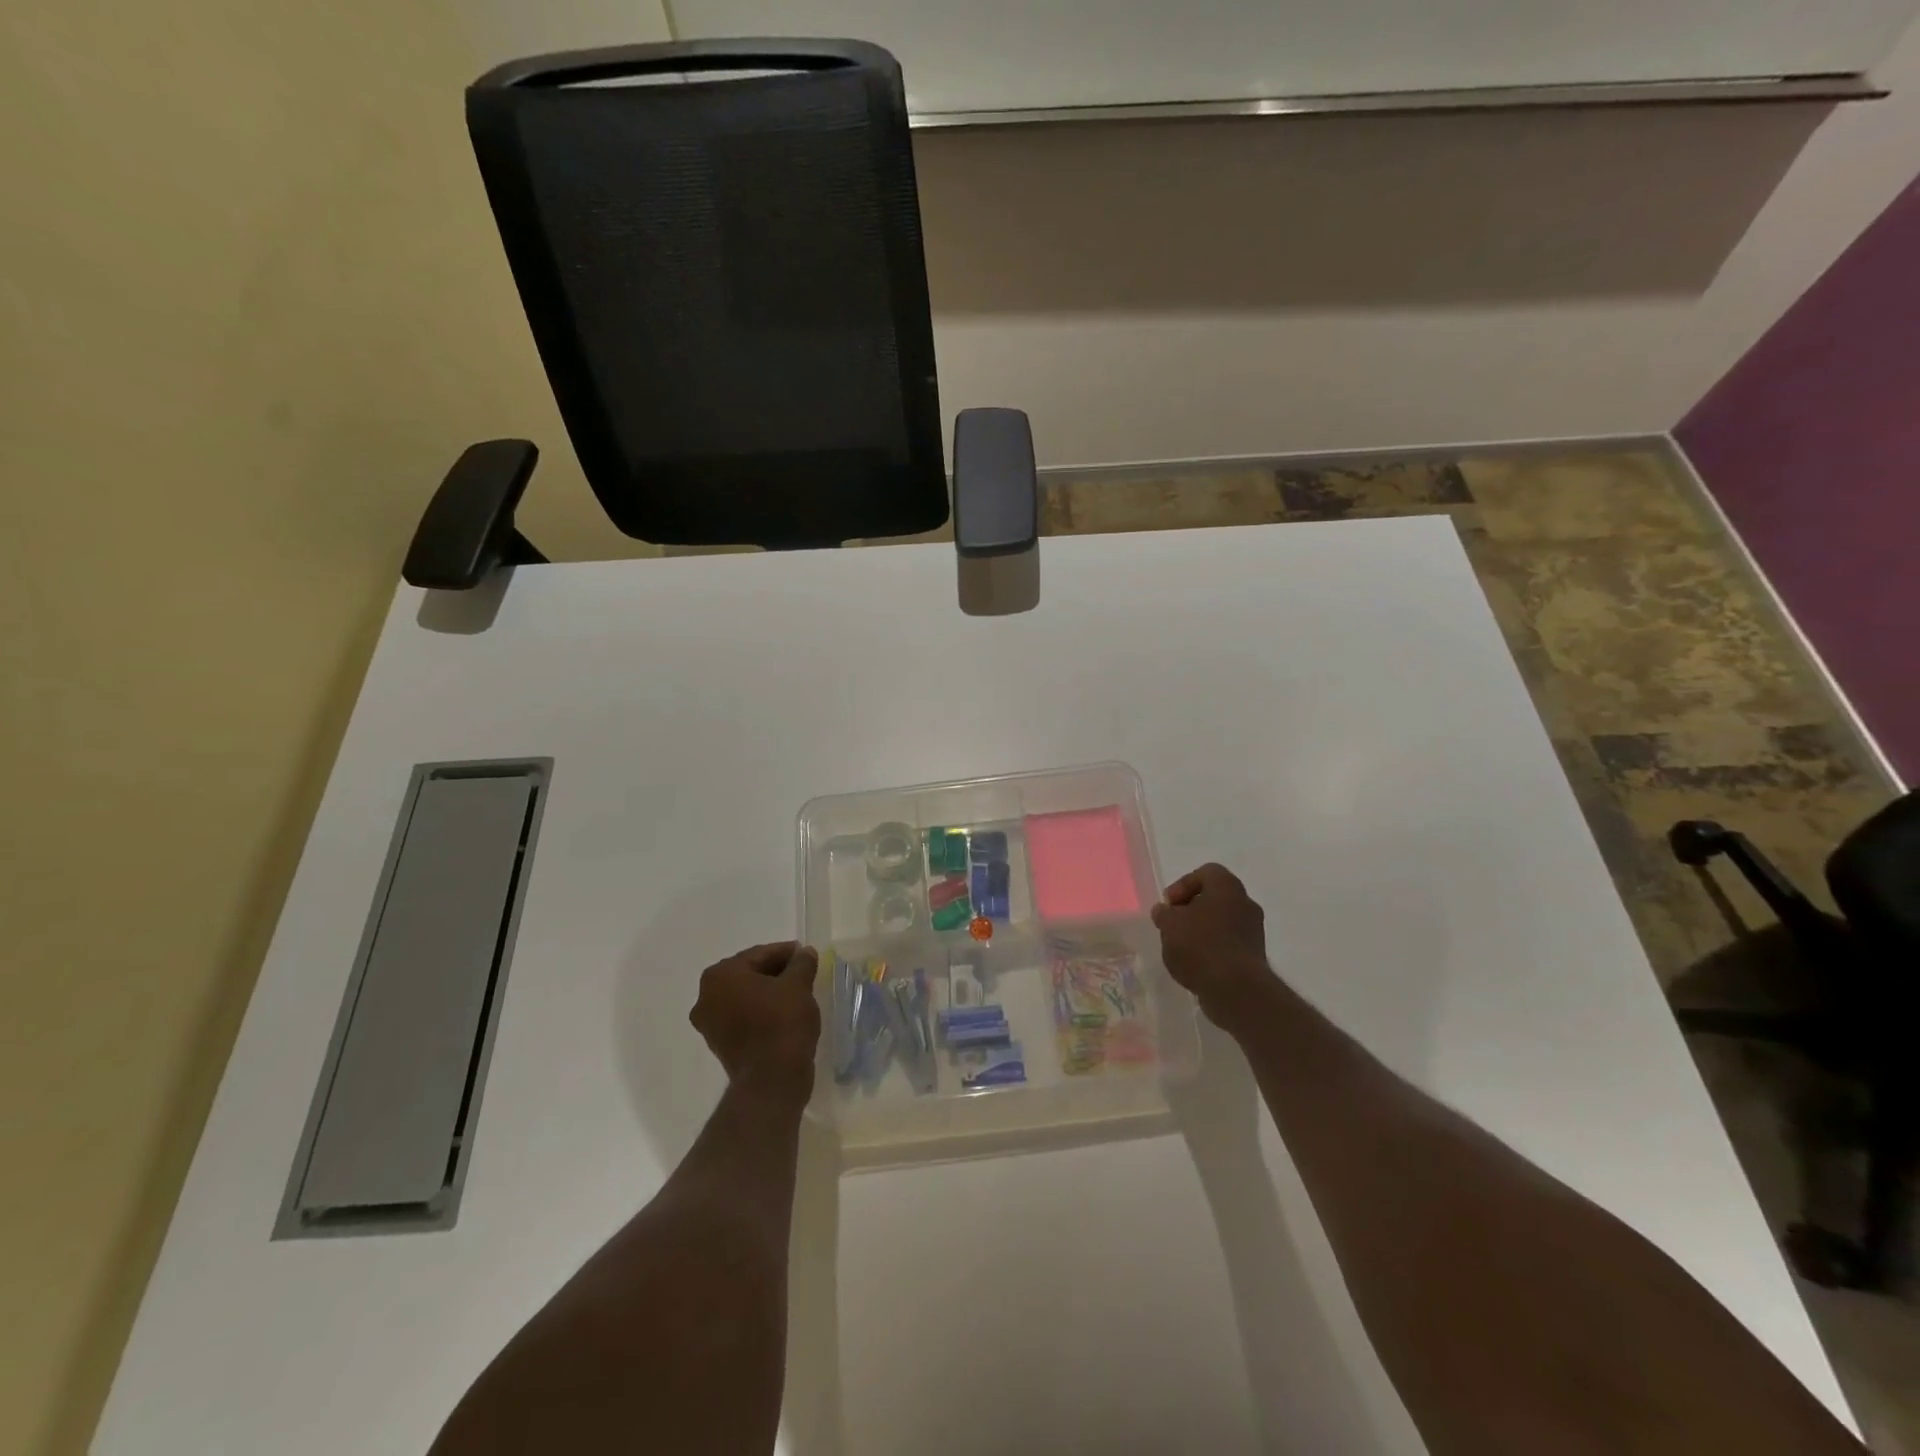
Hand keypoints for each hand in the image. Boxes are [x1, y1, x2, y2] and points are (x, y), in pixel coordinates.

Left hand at [690, 942, 820, 1106]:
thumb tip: (805, 952)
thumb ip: (801, 963)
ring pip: (744, 997)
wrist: (771, 1079)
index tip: (805, 954)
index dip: (786, 952)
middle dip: (775, 972)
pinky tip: (783, 1013)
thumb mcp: (798, 985)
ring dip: (768, 992)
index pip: (759, 954)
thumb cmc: (782, 1021)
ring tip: (796, 993)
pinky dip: (760, 1012)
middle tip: (802, 972)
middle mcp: (706, 996)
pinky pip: (742, 1017)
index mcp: (721, 975)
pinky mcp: (719, 1045)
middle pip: (748, 974)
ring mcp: (709, 1024)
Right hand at [1151, 863, 1277, 1032]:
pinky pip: (1228, 942)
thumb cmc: (1200, 946)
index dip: (1183, 885)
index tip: (1169, 906)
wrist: (1236, 990)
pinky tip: (1196, 965)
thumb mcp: (1170, 925)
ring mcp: (1253, 930)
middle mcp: (1245, 902)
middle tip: (1173, 925)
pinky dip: (1212, 948)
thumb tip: (1164, 911)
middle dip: (1191, 909)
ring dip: (1201, 930)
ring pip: (1221, 921)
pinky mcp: (1254, 955)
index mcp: (1227, 887)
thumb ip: (1164, 914)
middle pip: (1214, 897)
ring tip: (1181, 948)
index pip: (1205, 873)